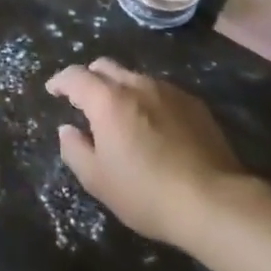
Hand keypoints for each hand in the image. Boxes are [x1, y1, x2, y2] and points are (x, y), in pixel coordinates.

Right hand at [47, 58, 254, 249]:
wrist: (216, 203)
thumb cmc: (147, 193)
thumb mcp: (98, 180)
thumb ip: (74, 150)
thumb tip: (68, 130)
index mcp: (108, 100)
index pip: (75, 76)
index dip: (60, 81)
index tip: (53, 90)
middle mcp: (137, 85)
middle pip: (105, 66)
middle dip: (90, 78)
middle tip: (85, 101)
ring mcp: (169, 91)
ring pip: (135, 78)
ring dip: (121, 90)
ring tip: (122, 116)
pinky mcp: (194, 105)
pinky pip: (161, 92)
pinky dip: (148, 101)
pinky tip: (154, 127)